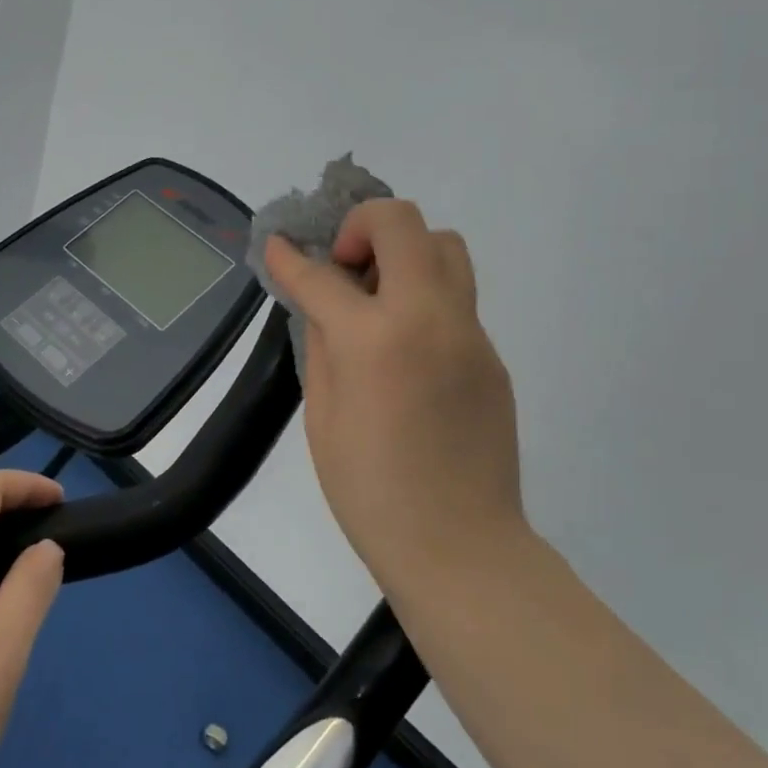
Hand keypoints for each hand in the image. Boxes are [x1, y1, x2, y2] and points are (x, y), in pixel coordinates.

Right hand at [265, 200, 525, 592]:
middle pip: (402, 222)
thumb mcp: (322, 416)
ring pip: (444, 245)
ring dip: (404, 251)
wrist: (460, 546)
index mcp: (374, 340)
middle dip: (361, 225)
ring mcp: (469, 332)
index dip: (289, 256)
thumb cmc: (371, 493)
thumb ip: (321, 343)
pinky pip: (457, 297)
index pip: (322, 275)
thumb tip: (321, 301)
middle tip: (344, 267)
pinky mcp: (491, 353)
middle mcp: (428, 317)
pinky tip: (407, 343)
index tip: (276, 243)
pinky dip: (424, 296)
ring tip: (379, 295)